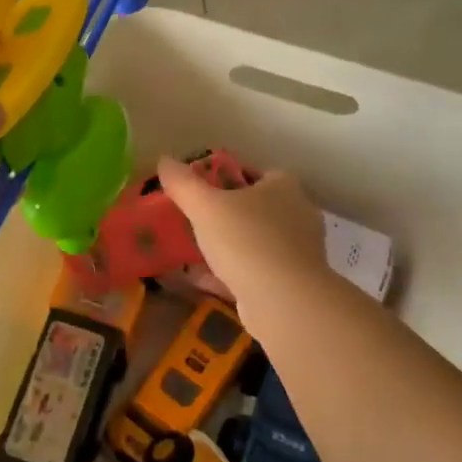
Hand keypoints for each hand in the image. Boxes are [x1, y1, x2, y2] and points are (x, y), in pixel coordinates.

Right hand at [157, 160, 330, 332]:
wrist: (284, 301)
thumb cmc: (246, 240)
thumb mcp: (205, 206)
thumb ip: (183, 183)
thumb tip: (164, 160)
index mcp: (283, 187)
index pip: (257, 173)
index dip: (229, 178)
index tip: (203, 190)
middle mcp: (297, 214)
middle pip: (256, 208)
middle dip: (226, 215)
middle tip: (194, 221)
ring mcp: (297, 251)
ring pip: (255, 242)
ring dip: (228, 247)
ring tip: (193, 251)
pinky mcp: (291, 283)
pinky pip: (254, 271)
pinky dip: (230, 273)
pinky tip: (202, 279)